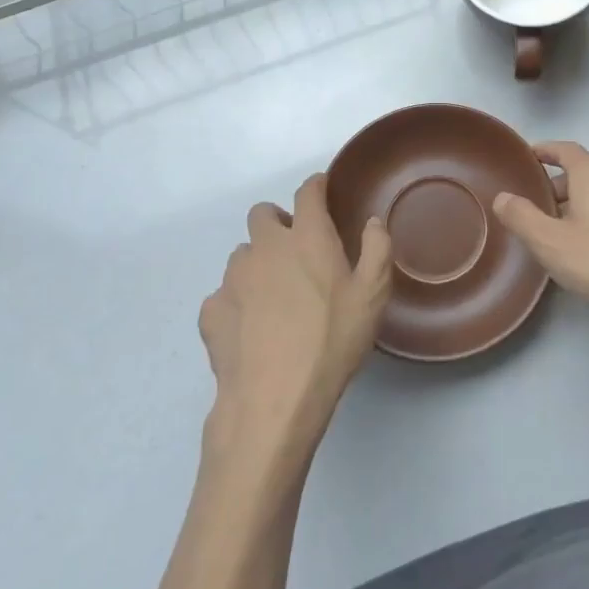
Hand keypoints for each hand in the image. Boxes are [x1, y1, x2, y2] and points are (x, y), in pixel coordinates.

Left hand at [199, 174, 391, 457]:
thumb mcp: (373, 296)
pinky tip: (251, 329)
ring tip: (274, 296)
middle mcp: (265, 246)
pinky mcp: (211, 310)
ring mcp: (233, 278)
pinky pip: (223, 293)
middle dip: (278, 222)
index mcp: (307, 237)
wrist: (273, 402)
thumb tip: (372, 222)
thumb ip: (377, 249)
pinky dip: (236, 302)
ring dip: (257, 263)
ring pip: (242, 254)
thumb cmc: (331, 342)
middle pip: (263, 214)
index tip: (322, 191)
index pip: (307, 192)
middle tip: (296, 251)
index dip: (316, 186)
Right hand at [492, 141, 588, 357]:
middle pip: (586, 172)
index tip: (530, 156)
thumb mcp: (552, 244)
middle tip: (540, 206)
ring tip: (567, 232)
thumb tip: (503, 196)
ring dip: (584, 204)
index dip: (546, 150)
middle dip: (561, 185)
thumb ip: (522, 218)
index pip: (565, 149)